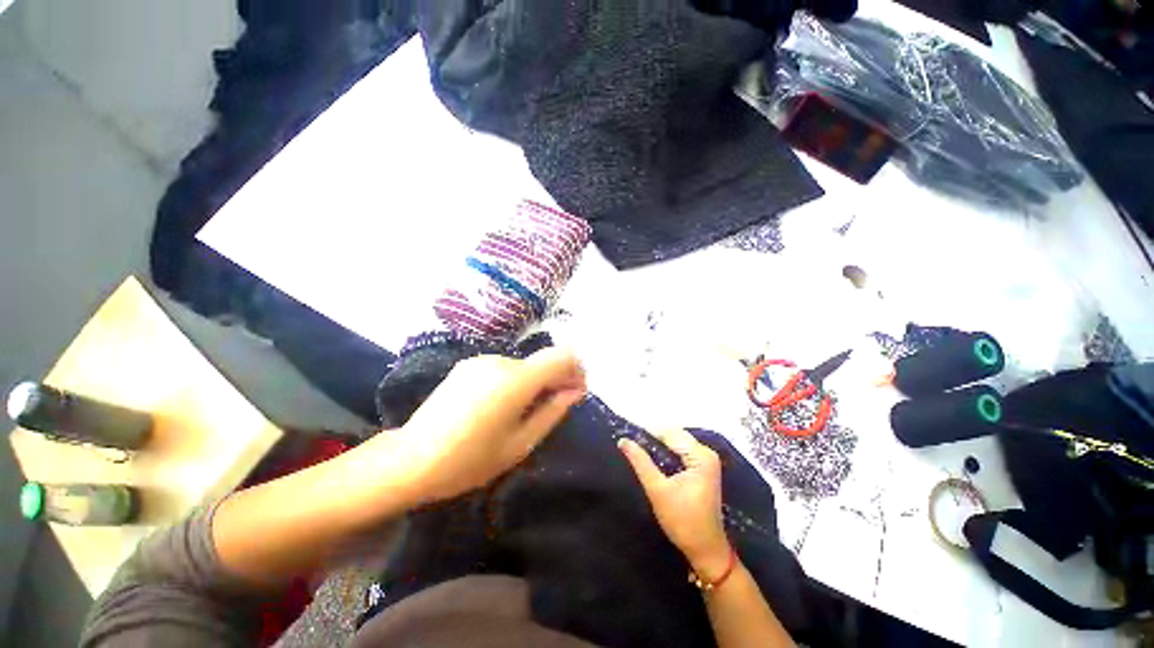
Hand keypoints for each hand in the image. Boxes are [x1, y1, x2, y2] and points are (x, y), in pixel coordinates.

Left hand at [395, 347, 585, 503]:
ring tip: (524, 412)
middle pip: (542, 362)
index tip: (576, 393)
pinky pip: (503, 369)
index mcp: (516, 380)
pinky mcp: (468, 365)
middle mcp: (501, 360)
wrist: (411, 459)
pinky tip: (500, 406)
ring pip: (523, 366)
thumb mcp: (521, 443)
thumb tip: (574, 391)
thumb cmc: (470, 460)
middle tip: (555, 407)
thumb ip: (553, 411)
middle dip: (555, 380)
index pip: (561, 357)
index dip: (576, 370)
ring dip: (533, 382)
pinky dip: (514, 382)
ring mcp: (481, 360)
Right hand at [619, 429, 731, 579]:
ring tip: (637, 446)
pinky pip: (681, 451)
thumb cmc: (683, 521)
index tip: (627, 431)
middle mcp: (707, 453)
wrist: (706, 549)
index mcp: (701, 456)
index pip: (670, 434)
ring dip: (659, 444)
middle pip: (675, 436)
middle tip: (630, 440)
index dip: (648, 432)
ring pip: (677, 442)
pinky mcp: (703, 468)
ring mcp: (707, 461)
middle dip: (653, 437)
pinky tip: (652, 456)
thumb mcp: (657, 490)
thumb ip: (640, 462)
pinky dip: (667, 452)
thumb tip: (623, 440)